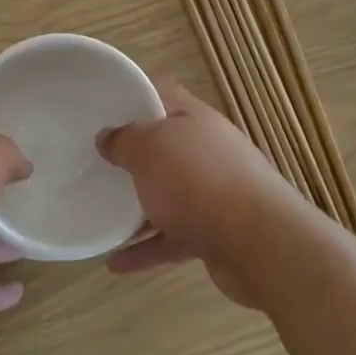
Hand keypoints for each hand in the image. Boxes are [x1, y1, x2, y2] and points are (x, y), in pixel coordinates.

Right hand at [98, 81, 307, 306]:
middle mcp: (207, 151)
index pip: (163, 92)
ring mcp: (213, 194)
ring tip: (102, 210)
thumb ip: (124, 140)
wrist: (258, 244)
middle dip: (133, 153)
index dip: (135, 92)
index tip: (103, 103)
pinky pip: (171, 237)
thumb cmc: (197, 180)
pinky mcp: (214, 234)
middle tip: (97, 159)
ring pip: (167, 194)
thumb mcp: (148, 148)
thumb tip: (107, 137)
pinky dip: (145, 249)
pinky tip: (115, 262)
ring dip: (137, 204)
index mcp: (194, 119)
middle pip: (165, 145)